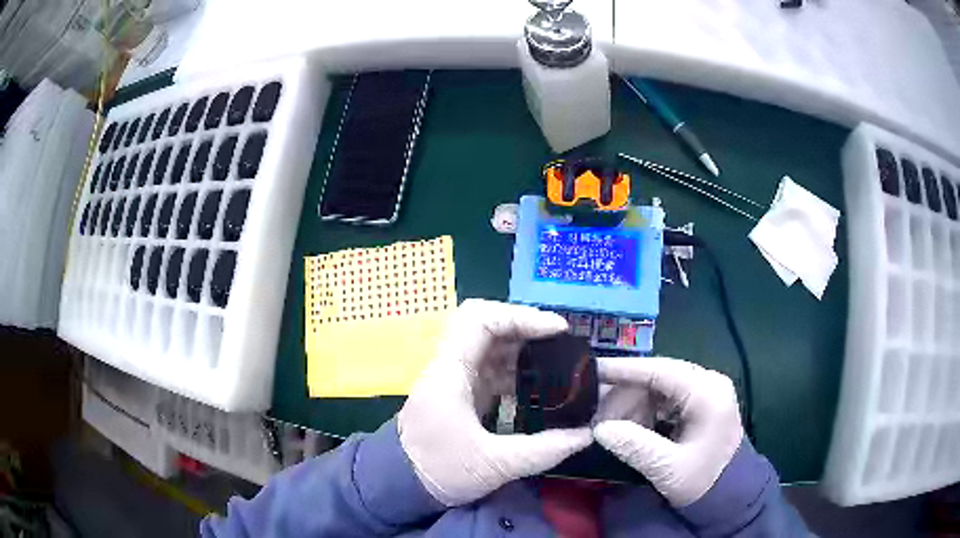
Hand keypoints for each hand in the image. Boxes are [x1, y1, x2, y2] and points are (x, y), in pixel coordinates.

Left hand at [398, 300, 592, 506]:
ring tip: (560, 362)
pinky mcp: (462, 395)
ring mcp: (456, 380)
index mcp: (450, 373)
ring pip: (492, 347)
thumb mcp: (493, 465)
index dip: (520, 316)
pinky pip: (493, 369)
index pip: (480, 319)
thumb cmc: (438, 471)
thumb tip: (587, 435)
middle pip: (488, 327)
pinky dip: (518, 370)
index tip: (557, 330)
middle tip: (563, 344)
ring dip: (525, 349)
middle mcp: (451, 367)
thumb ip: (543, 450)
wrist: (400, 485)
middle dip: (528, 329)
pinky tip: (541, 385)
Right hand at [592, 356, 743, 506]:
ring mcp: (706, 391)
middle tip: (598, 416)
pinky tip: (632, 427)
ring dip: (634, 404)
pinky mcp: (702, 402)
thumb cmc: (703, 481)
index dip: (624, 370)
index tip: (592, 370)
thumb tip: (599, 429)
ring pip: (660, 387)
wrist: (730, 493)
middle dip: (626, 395)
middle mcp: (709, 383)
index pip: (660, 370)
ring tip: (612, 427)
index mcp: (707, 393)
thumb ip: (635, 446)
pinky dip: (646, 410)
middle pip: (658, 377)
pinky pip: (667, 397)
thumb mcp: (668, 468)